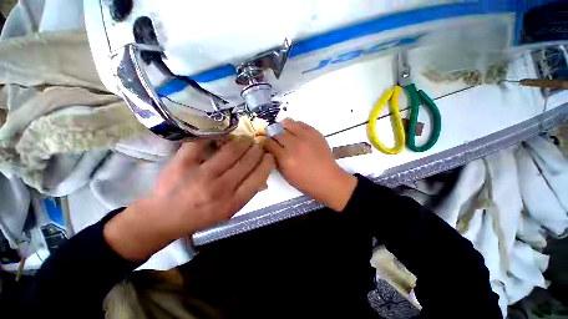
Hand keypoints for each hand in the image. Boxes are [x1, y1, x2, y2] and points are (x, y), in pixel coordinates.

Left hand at [104, 139, 274, 260]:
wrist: (162, 218)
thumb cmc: (200, 216)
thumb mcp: (228, 211)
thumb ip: (246, 193)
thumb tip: (263, 174)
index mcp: (232, 202)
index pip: (258, 177)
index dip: (267, 163)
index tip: (268, 155)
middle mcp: (220, 189)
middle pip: (247, 161)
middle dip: (257, 150)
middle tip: (258, 145)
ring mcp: (200, 175)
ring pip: (231, 150)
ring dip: (243, 142)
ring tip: (246, 140)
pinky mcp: (182, 163)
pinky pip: (204, 142)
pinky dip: (216, 136)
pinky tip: (223, 136)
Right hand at [263, 119, 356, 211]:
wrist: (327, 178)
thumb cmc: (305, 181)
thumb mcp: (286, 175)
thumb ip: (276, 160)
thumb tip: (270, 149)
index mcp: (286, 158)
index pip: (269, 143)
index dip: (265, 143)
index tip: (266, 144)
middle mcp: (294, 145)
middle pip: (277, 132)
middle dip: (272, 135)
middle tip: (274, 138)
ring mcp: (306, 137)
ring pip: (287, 123)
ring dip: (282, 127)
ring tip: (282, 130)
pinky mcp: (315, 133)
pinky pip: (300, 123)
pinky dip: (294, 125)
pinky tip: (294, 130)